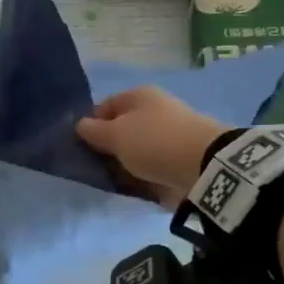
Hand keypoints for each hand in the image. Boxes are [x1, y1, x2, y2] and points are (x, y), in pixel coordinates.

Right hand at [75, 87, 224, 204]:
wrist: (203, 166)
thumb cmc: (154, 141)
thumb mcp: (116, 134)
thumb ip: (94, 131)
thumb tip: (80, 125)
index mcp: (139, 96)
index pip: (105, 106)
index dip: (90, 125)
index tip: (80, 147)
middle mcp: (154, 111)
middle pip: (122, 129)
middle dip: (108, 147)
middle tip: (93, 167)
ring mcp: (168, 135)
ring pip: (136, 149)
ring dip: (124, 163)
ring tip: (111, 181)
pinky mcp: (178, 159)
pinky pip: (151, 166)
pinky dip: (141, 175)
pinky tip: (132, 187)